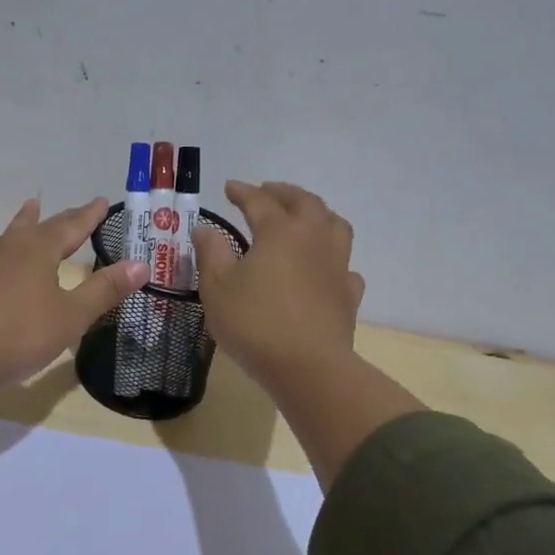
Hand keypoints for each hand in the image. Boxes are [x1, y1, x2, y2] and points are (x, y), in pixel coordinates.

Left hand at [0, 197, 147, 396]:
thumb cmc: (19, 335)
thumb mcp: (71, 316)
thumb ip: (104, 290)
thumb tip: (141, 265)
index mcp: (37, 250)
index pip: (70, 225)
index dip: (88, 215)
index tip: (101, 201)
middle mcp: (4, 247)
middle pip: (31, 226)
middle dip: (47, 218)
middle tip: (47, 204)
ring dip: (12, 232)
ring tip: (18, 226)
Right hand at [193, 180, 365, 390]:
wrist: (308, 367)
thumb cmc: (255, 323)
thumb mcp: (217, 287)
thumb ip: (211, 252)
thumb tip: (205, 228)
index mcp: (280, 231)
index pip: (260, 201)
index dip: (242, 192)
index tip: (229, 187)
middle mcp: (313, 238)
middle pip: (304, 202)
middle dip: (284, 192)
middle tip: (267, 191)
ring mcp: (337, 265)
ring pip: (335, 225)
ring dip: (317, 214)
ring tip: (302, 218)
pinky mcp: (348, 293)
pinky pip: (345, 265)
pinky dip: (333, 258)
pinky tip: (323, 267)